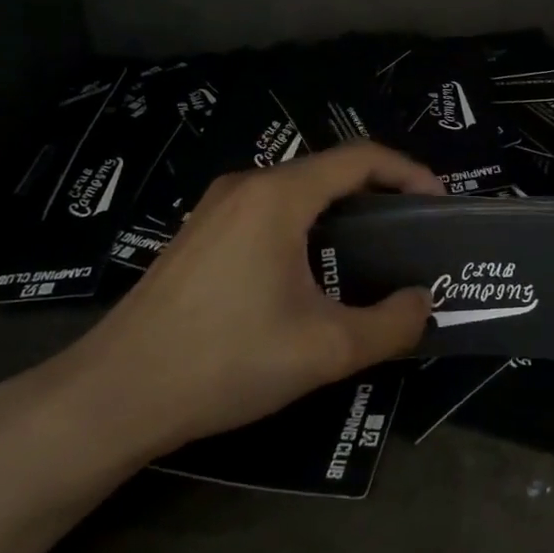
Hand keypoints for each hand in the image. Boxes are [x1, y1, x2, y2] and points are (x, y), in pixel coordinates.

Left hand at [40, 143, 443, 468]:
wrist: (115, 394)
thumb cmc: (226, 360)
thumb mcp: (324, 350)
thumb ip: (390, 325)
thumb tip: (424, 303)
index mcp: (279, 196)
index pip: (360, 158)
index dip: (408, 173)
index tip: (438, 204)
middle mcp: (247, 186)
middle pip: (328, 170)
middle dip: (379, 193)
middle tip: (411, 232)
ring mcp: (215, 208)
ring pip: (296, 191)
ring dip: (340, 210)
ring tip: (370, 252)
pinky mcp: (198, 234)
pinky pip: (267, 211)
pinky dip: (306, 224)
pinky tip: (311, 271)